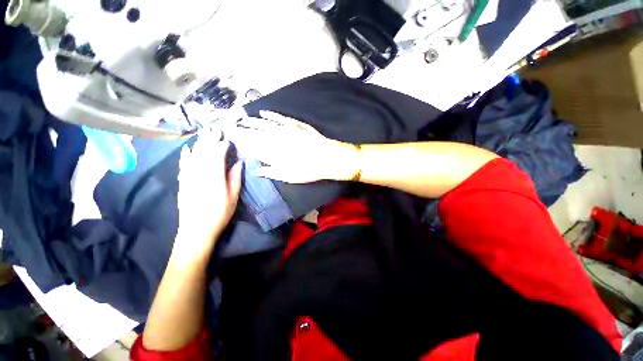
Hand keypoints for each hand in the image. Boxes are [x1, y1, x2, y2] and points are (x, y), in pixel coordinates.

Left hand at [173, 131, 242, 265]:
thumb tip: (238, 163)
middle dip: (210, 140)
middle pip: (204, 152)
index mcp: (214, 177)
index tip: (228, 140)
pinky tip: (187, 149)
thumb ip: (235, 178)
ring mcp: (188, 177)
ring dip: (199, 144)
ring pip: (193, 156)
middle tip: (215, 129)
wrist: (195, 231)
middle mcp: (199, 174)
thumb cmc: (219, 215)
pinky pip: (183, 164)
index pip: (217, 156)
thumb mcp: (233, 198)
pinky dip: (186, 155)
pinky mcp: (182, 182)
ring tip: (204, 134)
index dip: (222, 146)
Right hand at [227, 111, 359, 182]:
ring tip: (242, 119)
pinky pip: (279, 117)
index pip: (253, 145)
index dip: (241, 141)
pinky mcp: (295, 124)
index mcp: (274, 152)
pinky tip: (263, 112)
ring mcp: (286, 129)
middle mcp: (277, 139)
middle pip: (256, 132)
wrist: (327, 158)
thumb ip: (271, 171)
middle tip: (233, 127)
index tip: (232, 138)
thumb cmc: (308, 170)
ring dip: (252, 121)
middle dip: (243, 129)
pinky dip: (270, 114)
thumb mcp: (289, 176)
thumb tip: (257, 170)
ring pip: (265, 123)